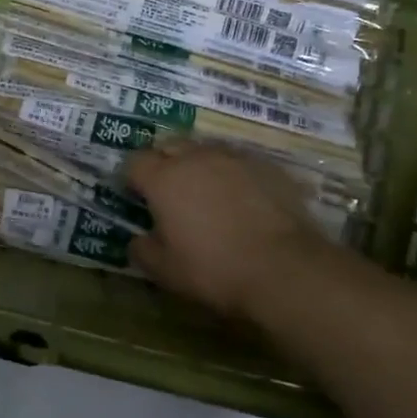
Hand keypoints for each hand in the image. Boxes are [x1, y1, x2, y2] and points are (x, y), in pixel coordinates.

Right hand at [125, 143, 375, 340]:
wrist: (284, 268)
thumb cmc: (214, 269)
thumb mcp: (165, 271)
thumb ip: (143, 250)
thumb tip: (138, 239)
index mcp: (163, 179)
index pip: (135, 162)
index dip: (132, 178)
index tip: (136, 196)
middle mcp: (196, 158)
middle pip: (170, 145)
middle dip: (164, 162)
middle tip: (169, 190)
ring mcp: (235, 158)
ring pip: (207, 150)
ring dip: (199, 164)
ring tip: (207, 191)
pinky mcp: (268, 167)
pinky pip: (240, 162)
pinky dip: (233, 174)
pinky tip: (242, 199)